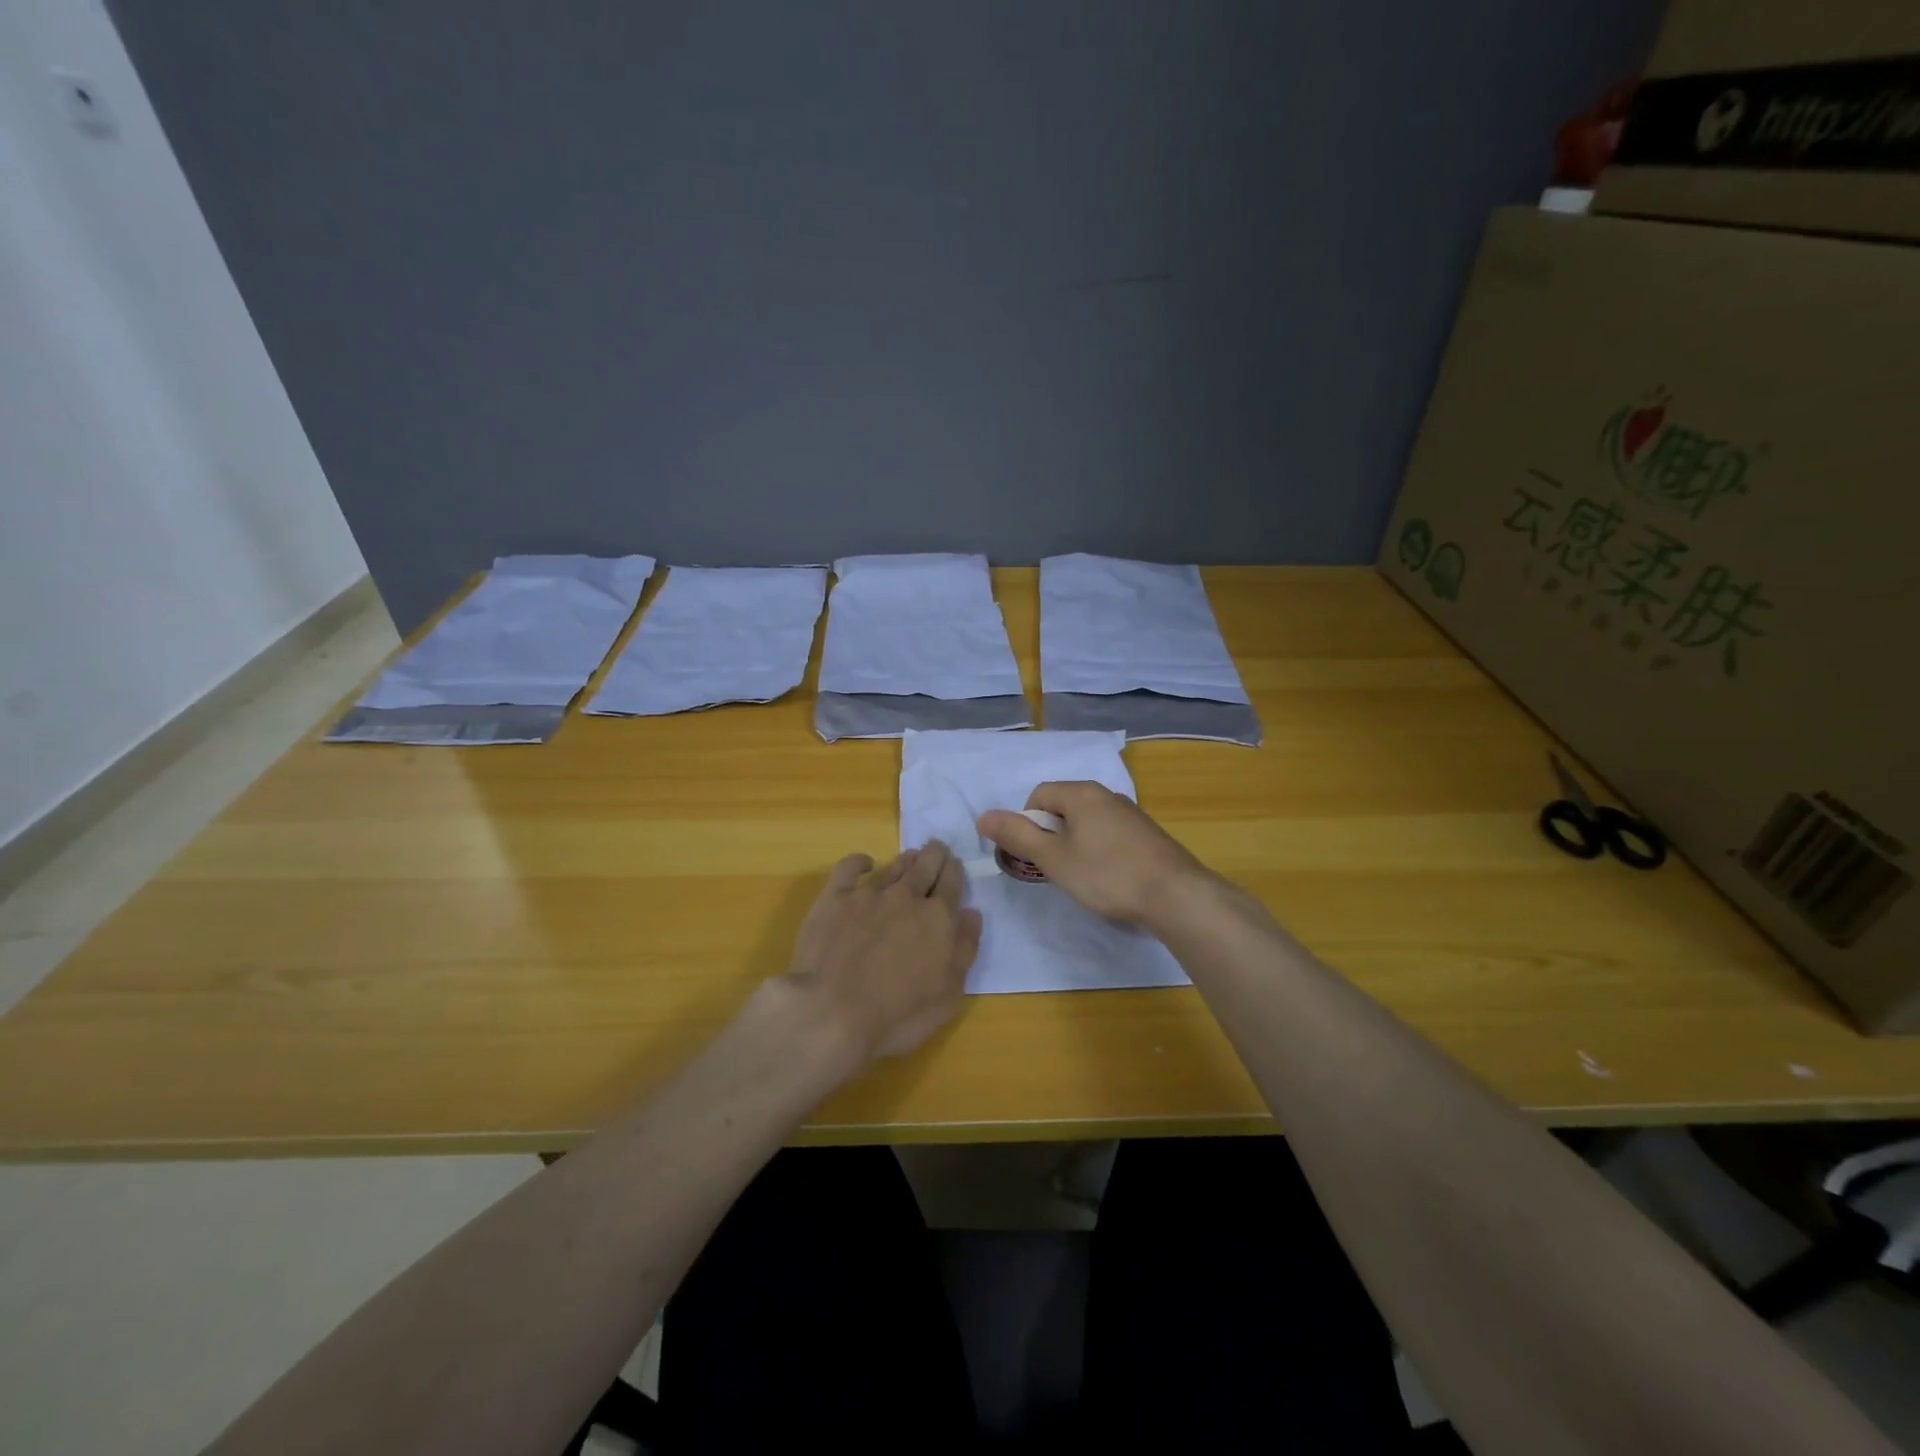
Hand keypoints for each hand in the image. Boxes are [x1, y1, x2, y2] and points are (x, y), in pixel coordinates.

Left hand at [781, 841, 982, 1062]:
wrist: (833, 1011)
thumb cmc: (898, 1014)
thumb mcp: (948, 993)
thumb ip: (964, 948)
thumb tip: (972, 913)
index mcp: (937, 918)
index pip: (952, 883)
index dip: (955, 871)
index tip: (955, 864)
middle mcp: (906, 897)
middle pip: (925, 866)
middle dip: (934, 855)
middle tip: (937, 848)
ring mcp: (868, 895)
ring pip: (893, 867)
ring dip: (906, 859)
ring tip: (912, 855)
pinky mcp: (834, 899)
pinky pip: (848, 868)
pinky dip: (859, 861)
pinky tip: (865, 863)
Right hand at [977, 782, 1212, 926]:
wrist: (1175, 896)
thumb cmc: (1107, 875)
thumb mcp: (1054, 858)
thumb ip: (1018, 836)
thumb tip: (982, 816)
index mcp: (1082, 793)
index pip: (1039, 795)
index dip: (1027, 824)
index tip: (1034, 855)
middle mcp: (1107, 794)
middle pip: (1063, 807)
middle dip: (1051, 836)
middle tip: (1055, 869)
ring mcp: (1131, 814)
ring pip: (1087, 823)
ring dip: (1075, 845)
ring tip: (1082, 877)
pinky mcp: (1147, 835)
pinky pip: (1110, 834)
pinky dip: (1100, 852)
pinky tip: (1109, 878)